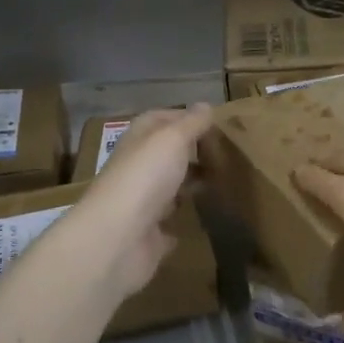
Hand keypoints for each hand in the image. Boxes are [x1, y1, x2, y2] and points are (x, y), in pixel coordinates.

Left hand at [65, 105, 211, 298]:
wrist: (119, 237)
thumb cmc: (146, 177)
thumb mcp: (172, 139)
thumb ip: (191, 124)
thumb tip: (205, 105)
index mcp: (137, 141)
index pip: (158, 119)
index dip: (183, 117)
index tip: (214, 123)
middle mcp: (136, 168)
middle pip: (164, 154)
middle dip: (190, 152)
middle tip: (224, 153)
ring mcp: (141, 202)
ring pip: (167, 187)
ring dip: (187, 184)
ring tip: (221, 181)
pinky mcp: (148, 233)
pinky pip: (168, 222)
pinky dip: (181, 219)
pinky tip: (203, 217)